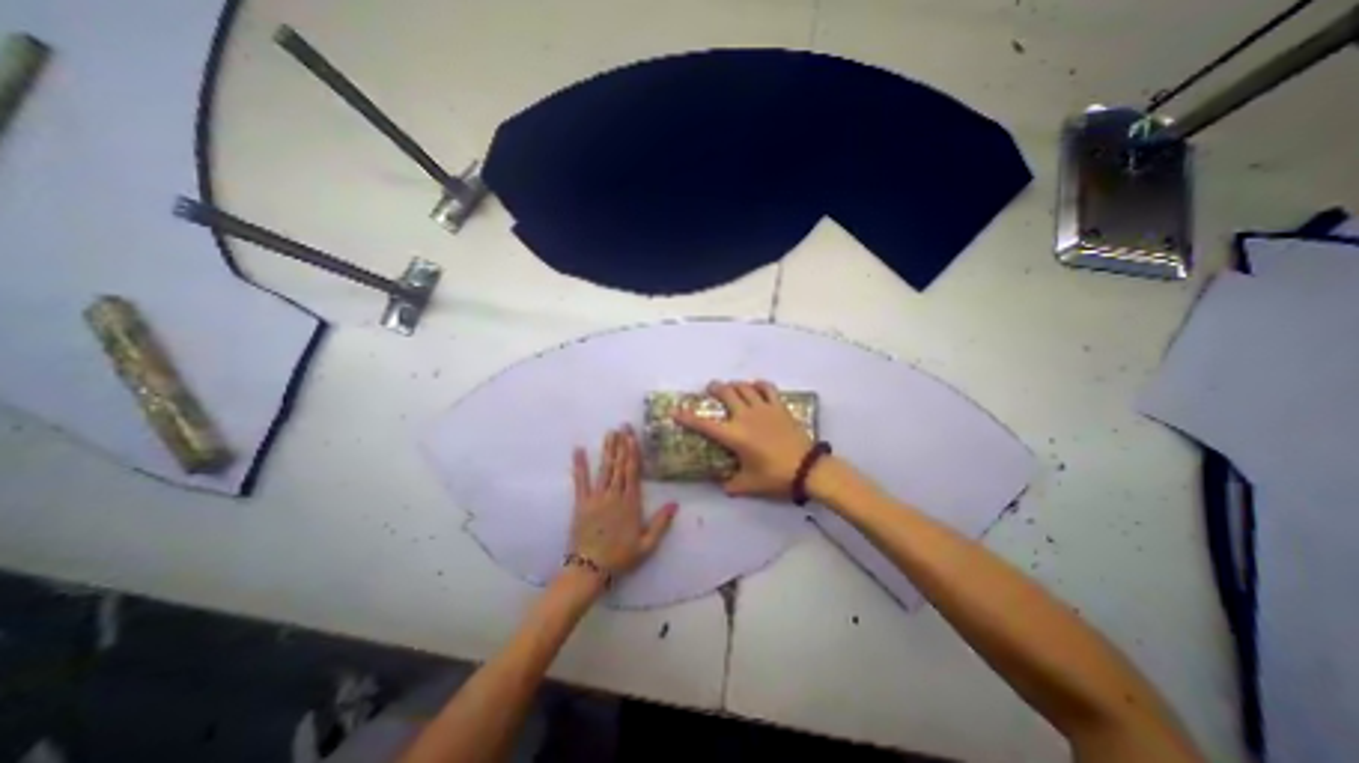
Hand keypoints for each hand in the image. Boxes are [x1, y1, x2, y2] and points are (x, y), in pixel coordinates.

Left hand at [569, 430, 679, 577]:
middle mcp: (614, 495)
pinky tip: (579, 450)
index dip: (632, 452)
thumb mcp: (647, 545)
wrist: (590, 569)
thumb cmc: (621, 556)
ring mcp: (596, 498)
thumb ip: (661, 523)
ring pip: (604, 469)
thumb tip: (675, 503)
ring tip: (609, 433)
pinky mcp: (581, 503)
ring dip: (607, 450)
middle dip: (621, 444)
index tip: (632, 436)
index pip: (633, 472)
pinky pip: (580, 481)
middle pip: (619, 466)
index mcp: (630, 503)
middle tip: (621, 426)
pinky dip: (580, 465)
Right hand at [674, 381, 809, 499]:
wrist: (807, 469)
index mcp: (734, 435)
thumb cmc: (775, 476)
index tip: (675, 411)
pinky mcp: (779, 407)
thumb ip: (732, 485)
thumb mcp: (749, 484)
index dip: (687, 417)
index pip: (704, 424)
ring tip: (730, 386)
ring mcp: (763, 408)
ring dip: (734, 384)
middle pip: (726, 393)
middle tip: (710, 389)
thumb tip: (723, 486)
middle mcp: (745, 416)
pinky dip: (759, 384)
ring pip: (744, 387)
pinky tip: (756, 387)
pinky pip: (767, 388)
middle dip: (714, 388)